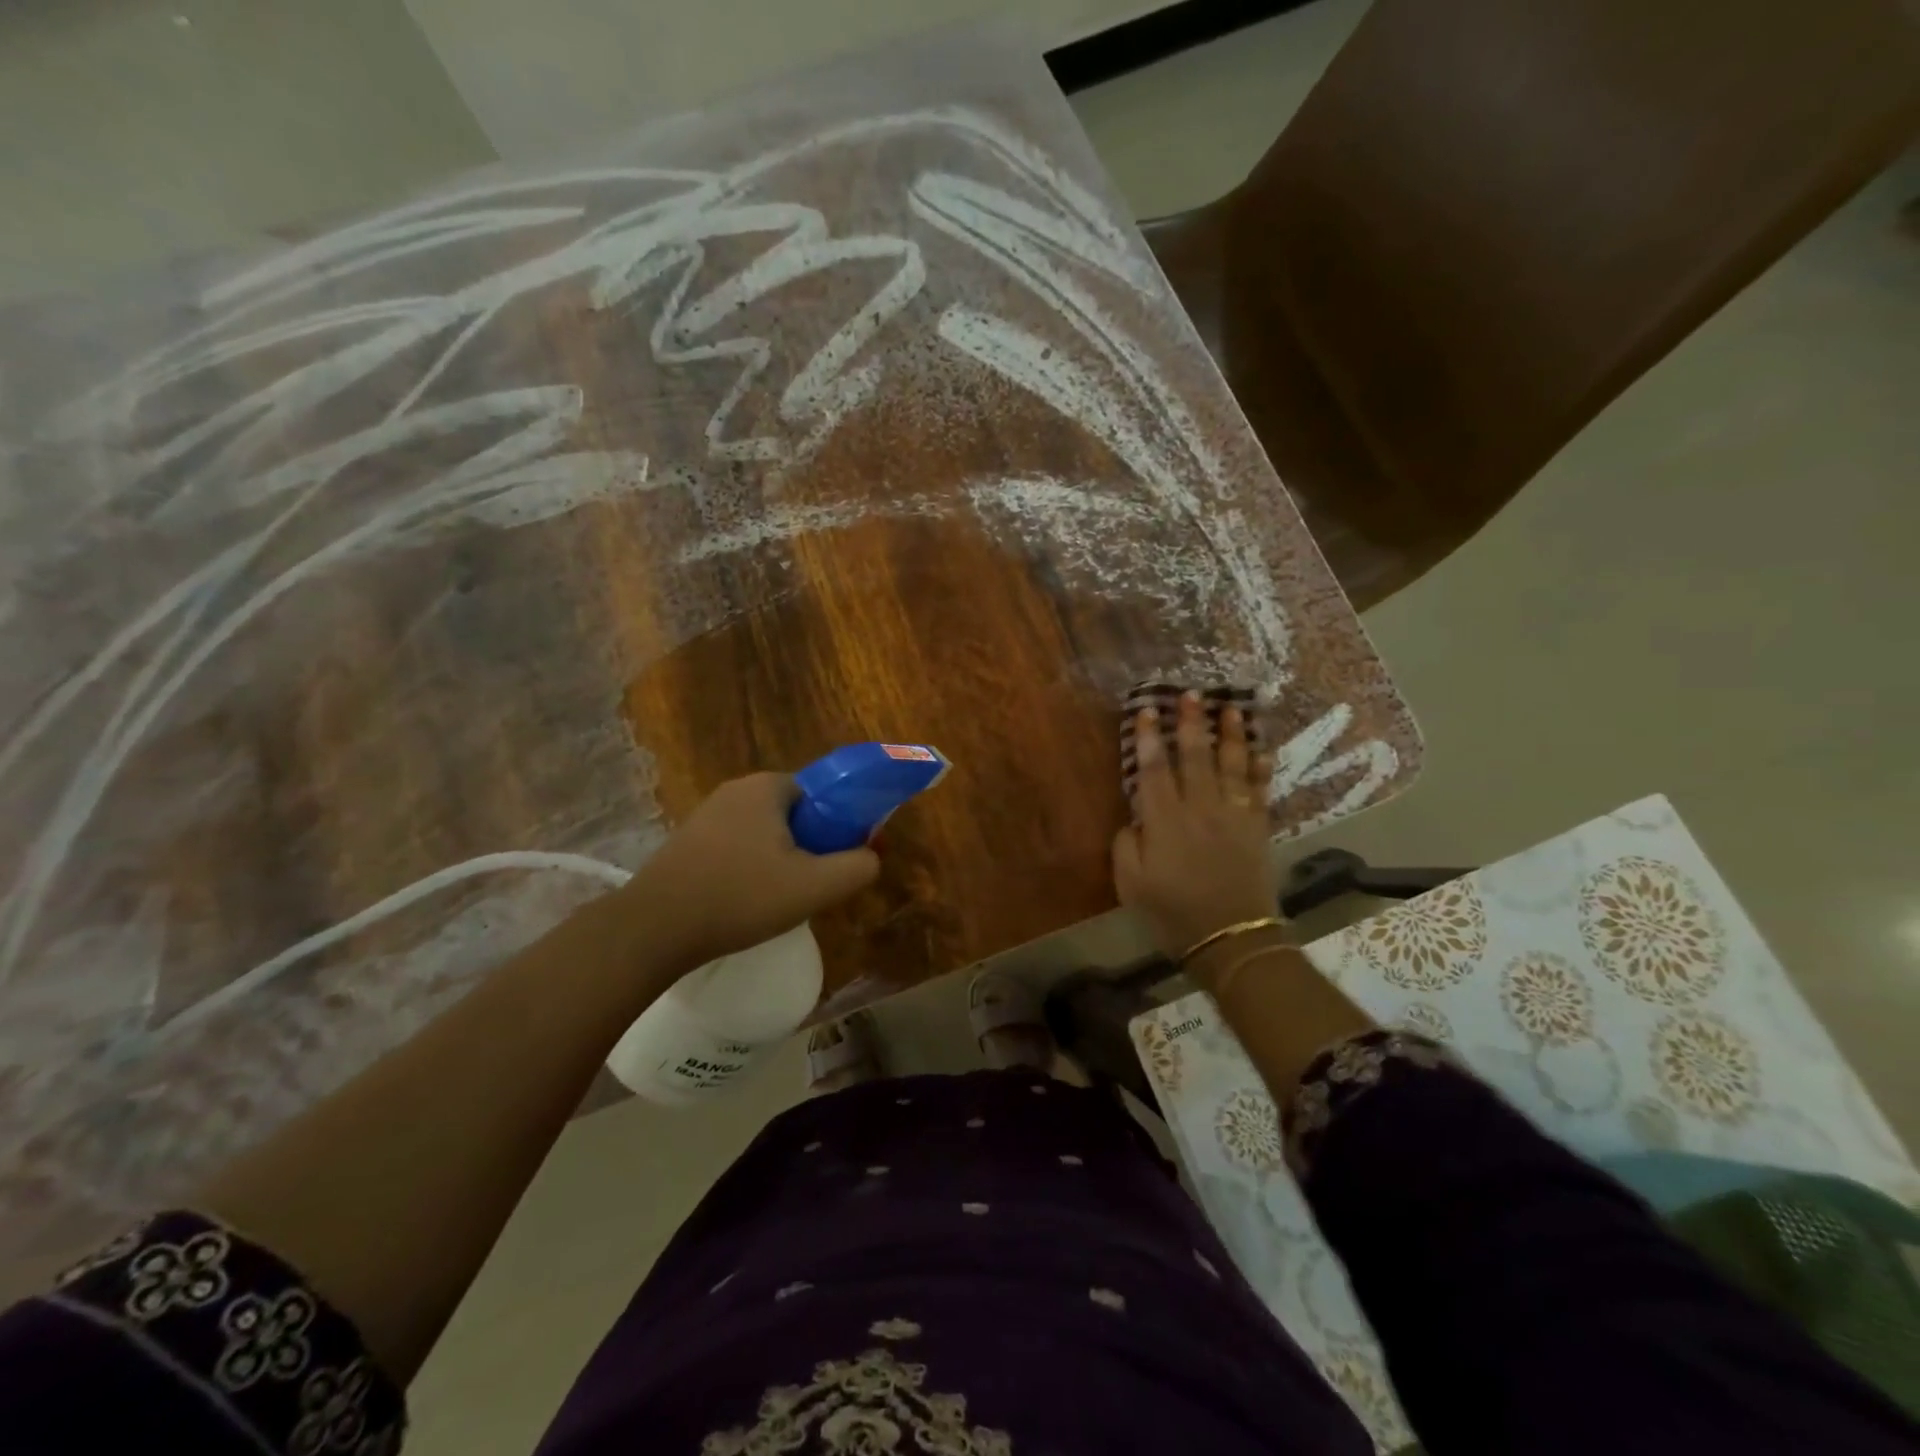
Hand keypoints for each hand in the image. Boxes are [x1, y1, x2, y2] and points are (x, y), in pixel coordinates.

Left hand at [618, 773, 880, 973]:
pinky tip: (746, 901)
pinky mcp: (687, 841)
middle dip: (810, 845)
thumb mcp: (816, 886)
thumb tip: (871, 856)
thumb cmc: (741, 897)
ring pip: (766, 832)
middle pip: (795, 813)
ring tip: (780, 899)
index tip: (839, 860)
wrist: (655, 928)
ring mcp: (707, 814)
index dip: (839, 825)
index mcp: (767, 787)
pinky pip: (737, 847)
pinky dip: (750, 868)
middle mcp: (736, 790)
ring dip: (781, 860)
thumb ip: (859, 866)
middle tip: (813, 884)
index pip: (822, 794)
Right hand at [1112, 694, 1275, 959]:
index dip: (1149, 738)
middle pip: (1195, 756)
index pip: (1154, 769)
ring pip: (1231, 765)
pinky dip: (1260, 768)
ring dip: (1230, 734)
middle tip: (1191, 694)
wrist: (1230, 937)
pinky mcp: (1257, 827)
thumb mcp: (1130, 883)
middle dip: (1191, 723)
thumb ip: (1126, 844)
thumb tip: (1134, 818)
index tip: (1146, 711)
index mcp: (1163, 820)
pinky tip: (1260, 749)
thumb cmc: (1172, 912)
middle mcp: (1199, 808)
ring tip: (1230, 708)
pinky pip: (1259, 790)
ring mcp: (1232, 815)